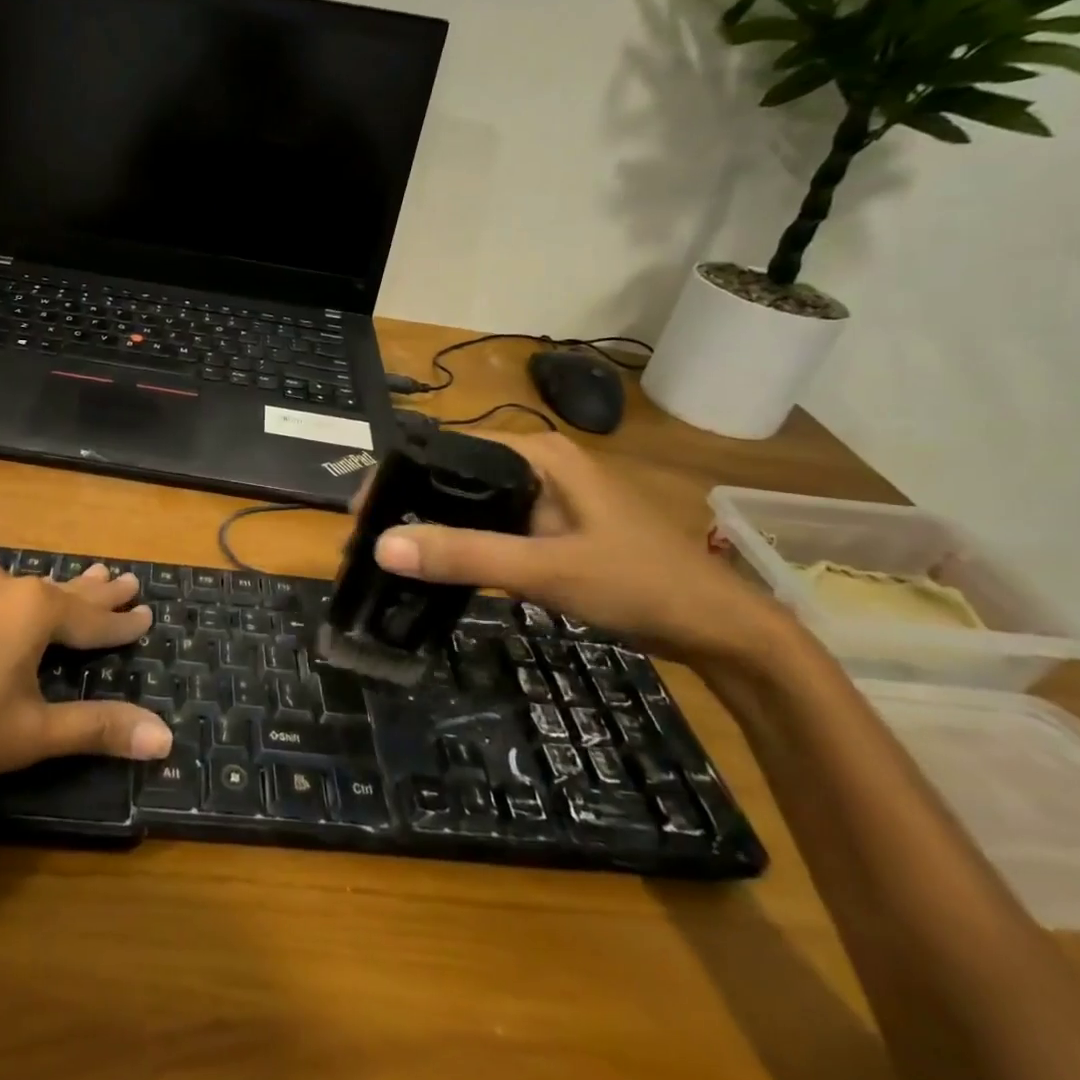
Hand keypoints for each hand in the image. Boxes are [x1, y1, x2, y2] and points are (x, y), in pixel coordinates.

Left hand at [0, 563, 171, 838]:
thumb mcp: (30, 735)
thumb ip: (99, 728)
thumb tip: (166, 738)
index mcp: (33, 609)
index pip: (93, 619)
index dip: (123, 623)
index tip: (148, 613)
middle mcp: (1, 586)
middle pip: (61, 590)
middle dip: (96, 590)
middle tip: (126, 578)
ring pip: (24, 588)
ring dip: (57, 590)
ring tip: (82, 579)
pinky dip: (16, 599)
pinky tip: (10, 601)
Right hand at [371, 432, 789, 668]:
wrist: (717, 630)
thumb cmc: (638, 583)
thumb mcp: (545, 570)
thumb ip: (465, 556)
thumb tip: (382, 546)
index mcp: (536, 454)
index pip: (447, 450)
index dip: (400, 477)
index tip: (362, 516)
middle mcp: (536, 466)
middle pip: (454, 477)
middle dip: (411, 507)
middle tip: (368, 545)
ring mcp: (545, 499)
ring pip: (471, 506)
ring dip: (434, 529)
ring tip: (390, 558)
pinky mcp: (551, 529)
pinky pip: (492, 530)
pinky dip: (462, 546)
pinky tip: (438, 570)